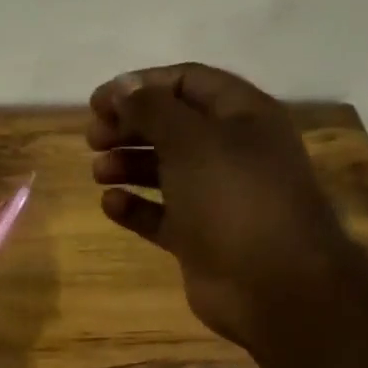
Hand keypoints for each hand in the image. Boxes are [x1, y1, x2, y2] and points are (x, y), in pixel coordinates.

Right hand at [87, 63, 359, 347]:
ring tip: (99, 171)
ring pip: (164, 169)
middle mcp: (231, 151)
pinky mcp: (200, 236)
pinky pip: (160, 214)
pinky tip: (111, 204)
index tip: (97, 102)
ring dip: (128, 164)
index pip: (188, 82)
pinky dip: (135, 207)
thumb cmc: (234, 199)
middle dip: (130, 126)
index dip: (141, 85)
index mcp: (242, 117)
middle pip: (172, 125)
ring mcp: (216, 196)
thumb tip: (121, 87)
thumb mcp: (191, 140)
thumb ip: (151, 109)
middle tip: (93, 138)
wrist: (275, 285)